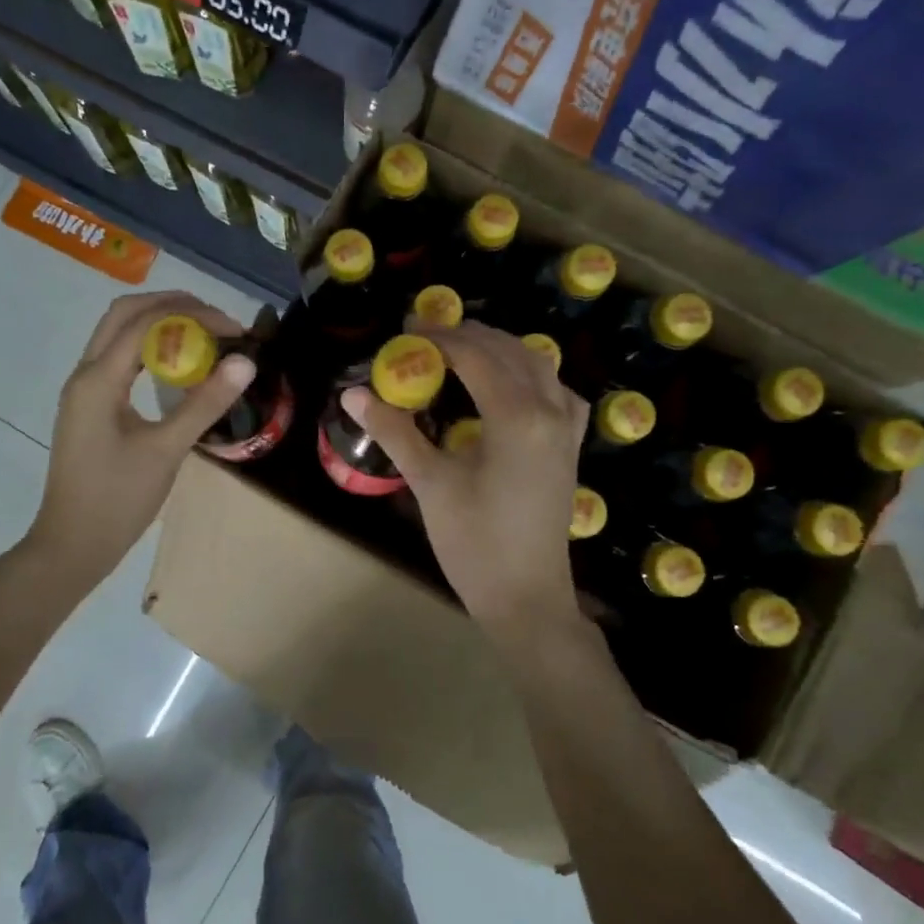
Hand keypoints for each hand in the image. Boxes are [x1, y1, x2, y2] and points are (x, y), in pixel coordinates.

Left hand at [27, 291, 254, 586]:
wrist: (72, 545)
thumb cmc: (117, 500)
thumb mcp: (167, 450)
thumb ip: (205, 403)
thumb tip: (246, 362)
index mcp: (98, 379)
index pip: (146, 323)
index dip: (193, 316)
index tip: (235, 331)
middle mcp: (85, 374)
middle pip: (124, 314)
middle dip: (173, 307)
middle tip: (217, 322)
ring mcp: (84, 389)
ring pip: (118, 333)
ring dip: (159, 324)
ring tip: (204, 337)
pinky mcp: (89, 406)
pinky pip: (119, 359)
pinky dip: (149, 349)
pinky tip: (177, 366)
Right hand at [342, 321, 589, 634]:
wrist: (526, 596)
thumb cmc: (474, 542)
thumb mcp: (430, 483)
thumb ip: (395, 432)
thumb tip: (353, 394)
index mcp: (516, 417)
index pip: (476, 357)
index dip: (440, 337)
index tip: (407, 327)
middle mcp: (550, 411)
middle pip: (510, 351)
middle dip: (469, 336)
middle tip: (428, 333)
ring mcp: (567, 429)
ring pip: (539, 365)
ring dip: (502, 348)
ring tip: (463, 348)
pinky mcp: (570, 447)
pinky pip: (558, 391)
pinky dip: (532, 374)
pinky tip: (512, 383)